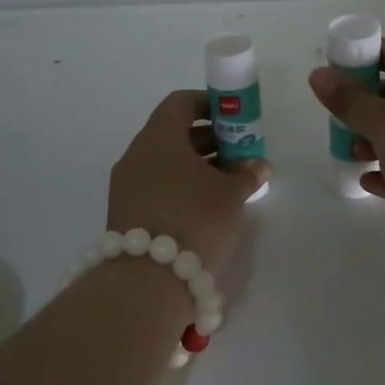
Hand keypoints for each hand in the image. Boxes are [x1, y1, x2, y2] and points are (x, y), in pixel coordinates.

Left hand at [107, 91, 269, 271]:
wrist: (148, 281)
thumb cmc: (195, 220)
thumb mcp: (231, 194)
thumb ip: (247, 174)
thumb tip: (259, 165)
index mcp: (159, 137)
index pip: (180, 103)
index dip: (209, 104)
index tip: (234, 118)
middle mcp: (137, 154)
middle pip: (173, 133)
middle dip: (208, 139)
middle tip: (238, 153)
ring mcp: (126, 185)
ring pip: (165, 161)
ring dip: (196, 165)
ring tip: (228, 182)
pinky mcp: (125, 212)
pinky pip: (156, 185)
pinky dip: (181, 186)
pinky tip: (206, 205)